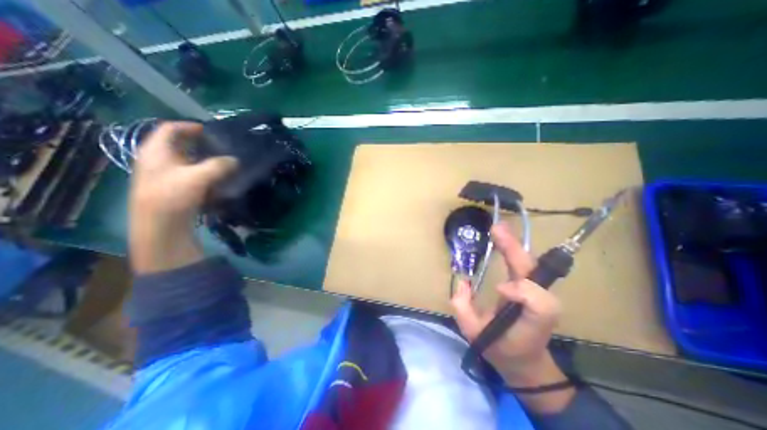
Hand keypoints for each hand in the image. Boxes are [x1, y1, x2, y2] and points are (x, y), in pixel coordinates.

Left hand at [129, 119, 236, 223]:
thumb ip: (219, 165)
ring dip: (202, 158)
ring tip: (221, 161)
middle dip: (198, 143)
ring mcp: (162, 174)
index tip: (209, 130)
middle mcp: (156, 159)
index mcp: (156, 150)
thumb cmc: (173, 196)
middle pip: (177, 144)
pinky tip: (215, 178)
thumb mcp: (199, 177)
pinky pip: (187, 173)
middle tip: (218, 145)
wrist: (160, 225)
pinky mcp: (171, 187)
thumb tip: (235, 160)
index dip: (189, 126)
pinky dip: (201, 171)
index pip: (169, 128)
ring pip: (184, 159)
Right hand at [450, 222, 574, 412]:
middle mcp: (541, 304)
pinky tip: (502, 238)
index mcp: (530, 321)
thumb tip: (462, 282)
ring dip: (513, 245)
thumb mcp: (475, 335)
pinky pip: (524, 264)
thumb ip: (463, 309)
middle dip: (514, 249)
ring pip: (530, 264)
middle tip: (496, 229)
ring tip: (498, 229)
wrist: (526, 360)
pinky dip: (513, 249)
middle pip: (533, 272)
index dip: (521, 291)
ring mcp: (539, 292)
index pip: (538, 302)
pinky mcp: (532, 286)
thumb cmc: (500, 348)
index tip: (498, 289)